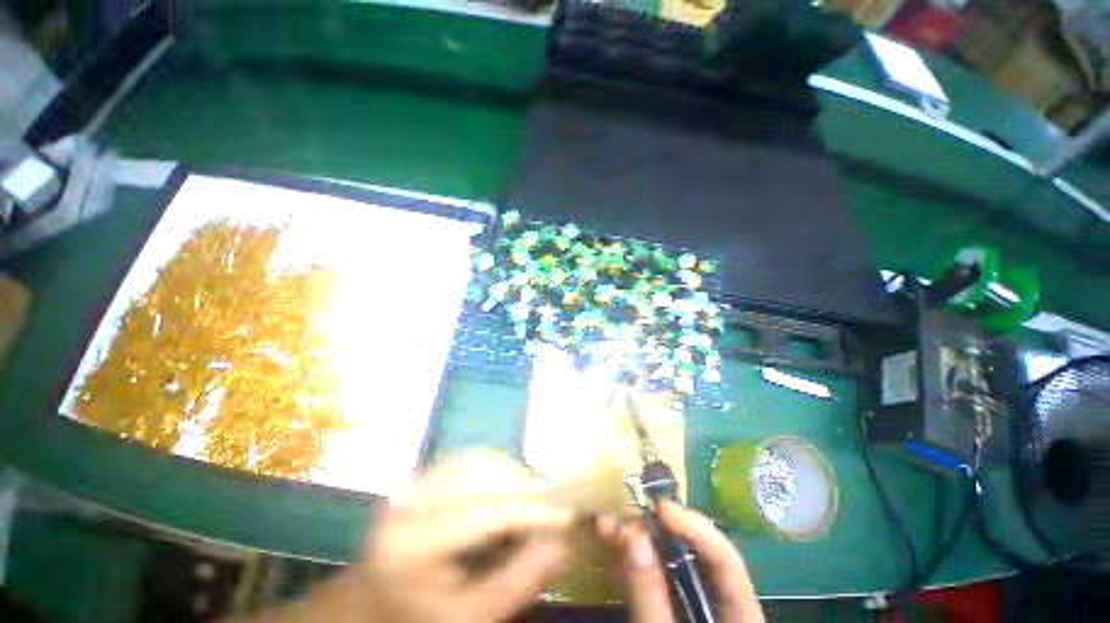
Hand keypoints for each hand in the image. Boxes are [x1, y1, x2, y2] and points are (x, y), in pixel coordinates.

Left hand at [250, 453, 574, 622]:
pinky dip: (498, 470)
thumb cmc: (421, 616)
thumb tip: (562, 544)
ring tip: (533, 501)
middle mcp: (410, 502)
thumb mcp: (470, 617)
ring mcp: (413, 481)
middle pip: (485, 478)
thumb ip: (518, 582)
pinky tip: (509, 488)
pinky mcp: (421, 473)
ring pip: (480, 462)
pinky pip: (470, 459)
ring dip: (514, 477)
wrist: (371, 601)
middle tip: (554, 507)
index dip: (532, 511)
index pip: (487, 513)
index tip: (568, 514)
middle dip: (527, 490)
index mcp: (413, 546)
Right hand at [599, 501, 763, 622]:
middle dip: (655, 532)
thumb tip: (635, 538)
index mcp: (739, 619)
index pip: (728, 562)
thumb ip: (651, 599)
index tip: (661, 508)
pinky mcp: (672, 611)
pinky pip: (654, 578)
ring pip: (670, 563)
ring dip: (638, 542)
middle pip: (695, 556)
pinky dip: (633, 562)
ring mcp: (693, 607)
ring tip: (608, 527)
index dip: (697, 528)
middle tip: (621, 519)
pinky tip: (612, 550)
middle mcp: (718, 605)